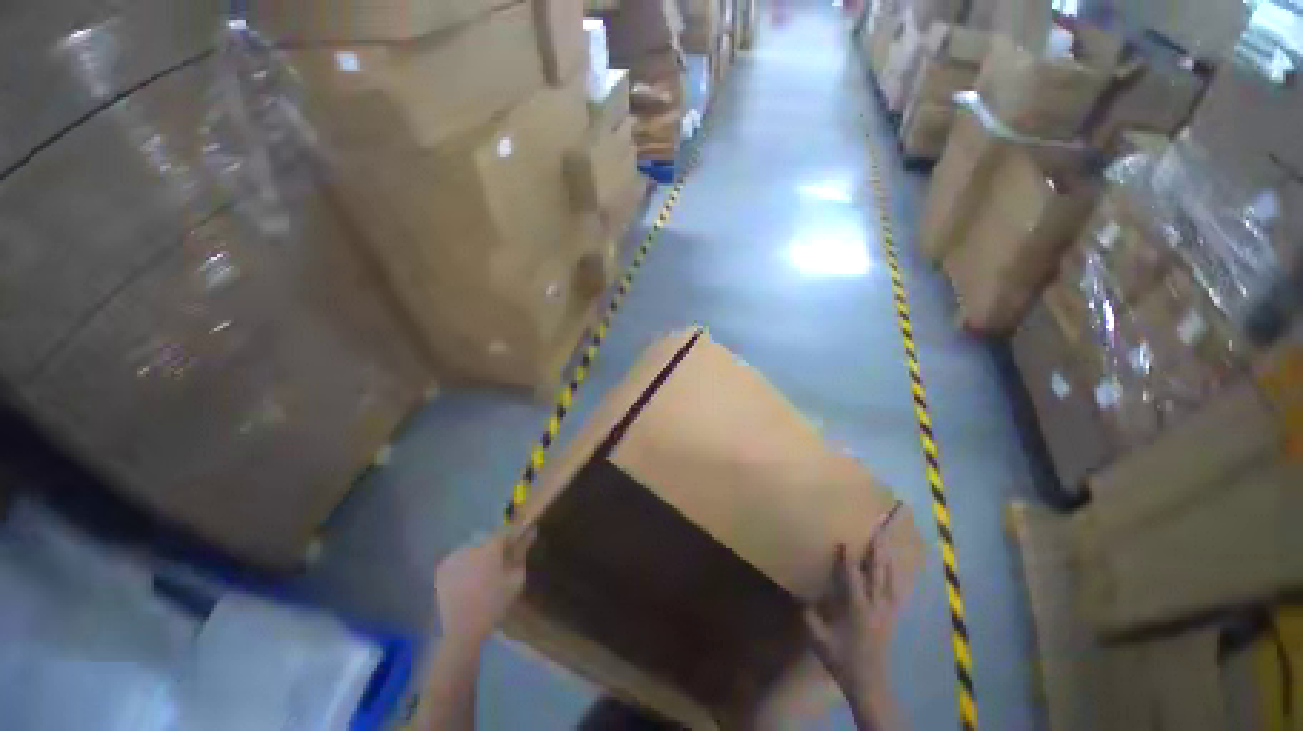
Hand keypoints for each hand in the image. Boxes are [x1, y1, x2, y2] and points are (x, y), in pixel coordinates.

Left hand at [435, 527, 536, 644]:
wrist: (461, 631)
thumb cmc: (493, 605)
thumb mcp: (515, 580)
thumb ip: (521, 553)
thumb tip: (530, 533)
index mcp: (489, 549)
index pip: (504, 532)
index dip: (512, 535)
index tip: (518, 541)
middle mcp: (469, 548)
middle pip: (487, 540)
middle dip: (495, 546)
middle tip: (501, 559)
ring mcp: (453, 558)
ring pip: (472, 548)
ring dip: (480, 554)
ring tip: (484, 571)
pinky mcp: (442, 569)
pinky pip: (459, 558)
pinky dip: (466, 563)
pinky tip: (469, 578)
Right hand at [804, 540, 903, 706]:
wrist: (869, 683)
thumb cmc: (842, 659)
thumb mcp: (819, 638)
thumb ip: (809, 615)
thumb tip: (799, 594)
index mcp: (857, 609)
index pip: (853, 577)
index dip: (849, 558)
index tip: (845, 540)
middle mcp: (875, 605)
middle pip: (879, 573)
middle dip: (877, 550)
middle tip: (876, 530)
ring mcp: (887, 611)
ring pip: (891, 579)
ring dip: (887, 559)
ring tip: (885, 541)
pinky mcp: (892, 617)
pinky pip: (896, 591)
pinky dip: (895, 575)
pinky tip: (893, 567)